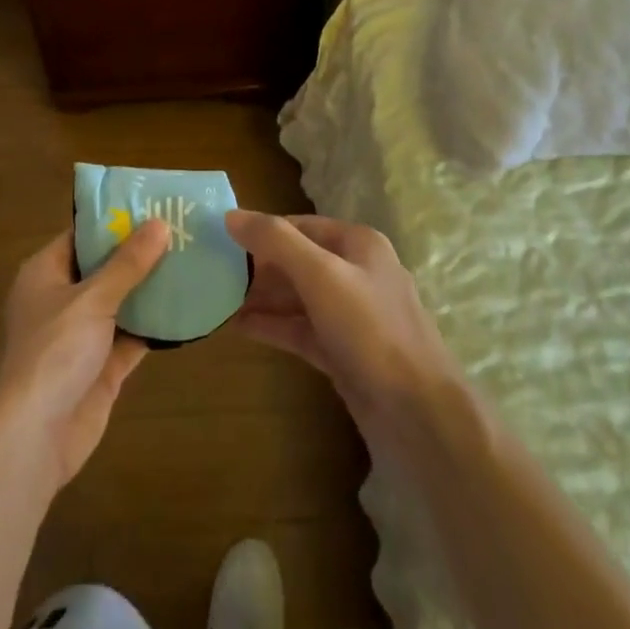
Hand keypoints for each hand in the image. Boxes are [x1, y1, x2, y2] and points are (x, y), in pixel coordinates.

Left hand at [0, 221, 168, 492]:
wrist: (32, 436)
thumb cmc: (53, 352)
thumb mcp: (91, 299)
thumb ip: (127, 264)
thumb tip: (160, 224)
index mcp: (46, 273)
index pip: (82, 235)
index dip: (115, 220)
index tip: (154, 205)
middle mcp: (62, 300)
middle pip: (105, 268)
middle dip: (141, 254)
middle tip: (185, 231)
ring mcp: (82, 336)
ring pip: (122, 303)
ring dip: (152, 289)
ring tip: (194, 263)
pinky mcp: (102, 367)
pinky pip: (133, 337)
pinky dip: (157, 327)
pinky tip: (190, 310)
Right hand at [226, 210, 462, 449]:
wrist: (418, 413)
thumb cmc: (370, 330)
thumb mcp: (321, 275)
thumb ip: (275, 241)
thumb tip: (230, 215)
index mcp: (358, 245)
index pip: (300, 225)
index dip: (261, 230)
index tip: (220, 238)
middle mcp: (356, 273)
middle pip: (297, 260)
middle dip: (257, 266)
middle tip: (212, 272)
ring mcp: (350, 315)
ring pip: (297, 297)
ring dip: (260, 297)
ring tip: (215, 299)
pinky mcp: (342, 351)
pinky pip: (299, 329)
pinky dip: (271, 326)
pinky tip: (237, 327)